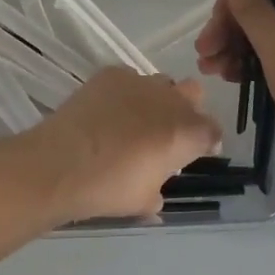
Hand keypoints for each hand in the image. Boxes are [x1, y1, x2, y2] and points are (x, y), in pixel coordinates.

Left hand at [21, 68, 222, 223]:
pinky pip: (129, 78)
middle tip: (166, 132)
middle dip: (186, 109)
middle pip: (193, 94)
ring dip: (156, 98)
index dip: (205, 142)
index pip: (213, 131)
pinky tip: (107, 110)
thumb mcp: (143, 201)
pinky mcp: (111, 73)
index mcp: (188, 133)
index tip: (192, 153)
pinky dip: (125, 92)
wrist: (62, 163)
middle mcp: (171, 101)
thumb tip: (155, 193)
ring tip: (133, 119)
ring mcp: (141, 82)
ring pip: (161, 83)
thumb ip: (157, 191)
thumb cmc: (110, 188)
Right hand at [196, 0, 274, 202]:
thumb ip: (254, 9)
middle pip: (267, 8)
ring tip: (215, 74)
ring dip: (240, 49)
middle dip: (231, 29)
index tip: (212, 33)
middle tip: (205, 57)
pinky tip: (238, 82)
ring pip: (272, 37)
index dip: (233, 1)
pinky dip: (259, 67)